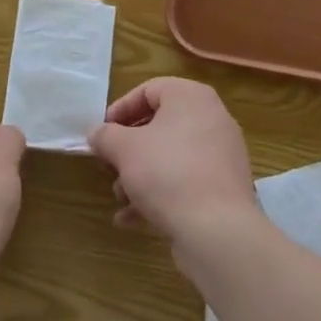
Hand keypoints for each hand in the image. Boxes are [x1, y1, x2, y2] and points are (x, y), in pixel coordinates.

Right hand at [88, 78, 257, 246]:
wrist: (217, 229)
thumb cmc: (167, 172)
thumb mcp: (124, 149)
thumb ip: (105, 136)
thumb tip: (96, 133)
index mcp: (191, 98)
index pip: (149, 90)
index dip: (121, 109)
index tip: (102, 132)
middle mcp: (212, 120)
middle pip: (160, 126)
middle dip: (129, 149)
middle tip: (109, 165)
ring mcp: (221, 156)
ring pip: (171, 157)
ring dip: (140, 175)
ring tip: (120, 197)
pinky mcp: (224, 189)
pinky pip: (185, 182)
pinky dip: (160, 195)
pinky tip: (133, 219)